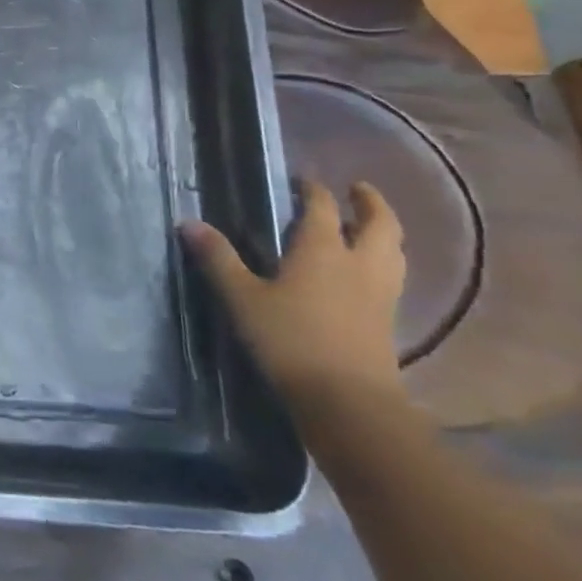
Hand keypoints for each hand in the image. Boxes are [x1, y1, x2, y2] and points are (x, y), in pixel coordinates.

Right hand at [182, 179, 406, 410]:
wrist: (347, 401)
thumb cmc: (289, 339)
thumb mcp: (242, 298)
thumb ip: (218, 259)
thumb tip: (188, 223)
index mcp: (322, 249)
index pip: (321, 207)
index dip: (312, 189)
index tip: (302, 179)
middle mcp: (359, 264)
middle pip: (379, 224)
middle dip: (370, 203)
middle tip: (357, 190)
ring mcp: (380, 294)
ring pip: (393, 251)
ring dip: (383, 232)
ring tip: (367, 227)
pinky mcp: (388, 322)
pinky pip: (392, 277)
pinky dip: (383, 262)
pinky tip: (365, 273)